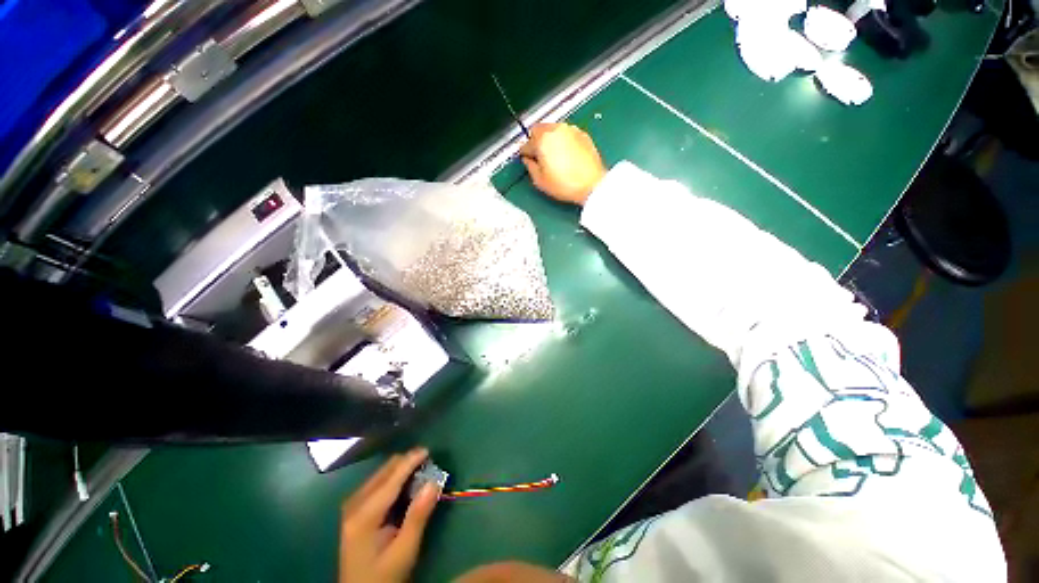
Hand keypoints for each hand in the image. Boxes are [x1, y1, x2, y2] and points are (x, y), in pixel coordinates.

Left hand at [339, 449, 440, 582]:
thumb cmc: (384, 576)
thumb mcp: (404, 551)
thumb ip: (418, 516)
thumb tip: (434, 482)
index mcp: (364, 516)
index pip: (391, 479)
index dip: (410, 461)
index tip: (428, 450)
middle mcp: (354, 505)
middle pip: (383, 472)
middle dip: (406, 463)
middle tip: (428, 463)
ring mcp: (351, 507)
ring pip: (379, 475)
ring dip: (400, 470)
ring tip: (420, 472)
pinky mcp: (354, 511)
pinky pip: (376, 483)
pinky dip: (393, 479)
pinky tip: (404, 484)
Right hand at [519, 123, 606, 205]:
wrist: (592, 185)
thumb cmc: (566, 184)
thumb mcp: (540, 181)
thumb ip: (530, 167)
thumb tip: (528, 160)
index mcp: (542, 140)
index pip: (526, 143)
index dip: (524, 153)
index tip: (526, 158)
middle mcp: (556, 130)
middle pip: (539, 130)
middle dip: (536, 141)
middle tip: (538, 156)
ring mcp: (570, 130)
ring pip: (553, 129)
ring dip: (549, 139)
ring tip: (553, 156)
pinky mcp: (582, 134)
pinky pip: (566, 134)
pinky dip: (562, 141)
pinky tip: (565, 155)